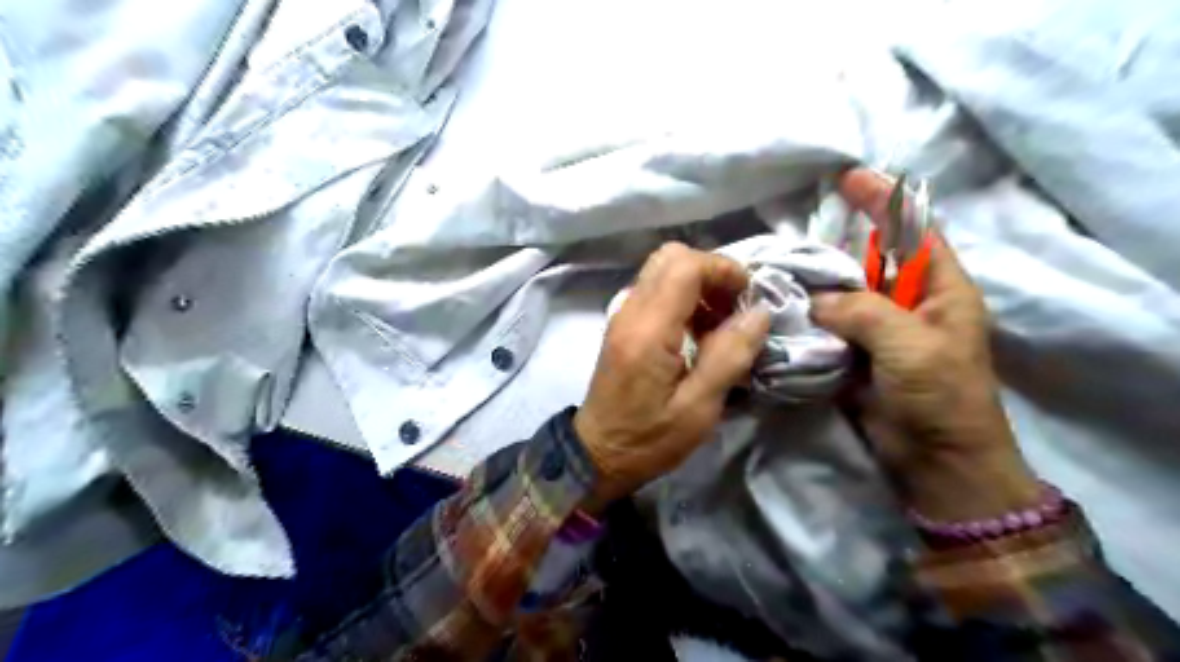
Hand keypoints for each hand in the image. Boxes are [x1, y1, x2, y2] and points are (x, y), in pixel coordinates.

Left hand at [575, 243, 775, 511]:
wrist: (597, 453)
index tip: (749, 296)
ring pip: (663, 270)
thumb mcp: (698, 409)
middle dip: (711, 272)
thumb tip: (759, 313)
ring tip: (721, 325)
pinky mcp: (623, 324)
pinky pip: (655, 291)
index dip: (723, 269)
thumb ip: (730, 356)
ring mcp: (622, 314)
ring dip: (698, 285)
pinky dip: (683, 298)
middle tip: (735, 307)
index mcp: (648, 330)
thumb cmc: (649, 439)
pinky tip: (698, 333)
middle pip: (671, 257)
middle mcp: (630, 310)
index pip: (685, 266)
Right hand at [818, 169, 1034, 522]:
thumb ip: (864, 311)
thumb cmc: (940, 397)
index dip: (885, 202)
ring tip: (781, 268)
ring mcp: (880, 331)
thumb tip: (817, 301)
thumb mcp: (911, 345)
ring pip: (845, 294)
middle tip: (797, 232)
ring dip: (817, 282)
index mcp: (940, 290)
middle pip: (872, 260)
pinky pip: (830, 325)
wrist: (935, 460)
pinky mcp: (857, 354)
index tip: (850, 179)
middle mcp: (909, 303)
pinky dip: (809, 316)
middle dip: (839, 243)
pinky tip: (783, 308)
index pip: (914, 231)